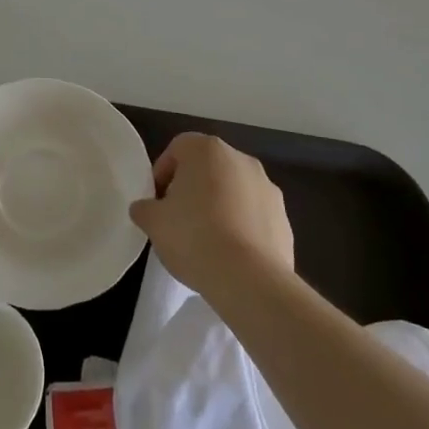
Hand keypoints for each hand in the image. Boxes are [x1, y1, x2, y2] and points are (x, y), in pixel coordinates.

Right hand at [128, 133, 293, 300]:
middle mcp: (241, 159)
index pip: (178, 148)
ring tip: (205, 240)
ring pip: (233, 190)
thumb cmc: (194, 237)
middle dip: (191, 188)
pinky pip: (254, 215)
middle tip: (177, 219)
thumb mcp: (154, 223)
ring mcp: (267, 187)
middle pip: (208, 167)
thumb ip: (145, 208)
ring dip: (219, 206)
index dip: (162, 173)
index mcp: (207, 150)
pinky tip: (230, 254)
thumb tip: (144, 208)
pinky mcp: (284, 218)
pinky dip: (241, 227)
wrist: (250, 279)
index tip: (157, 201)